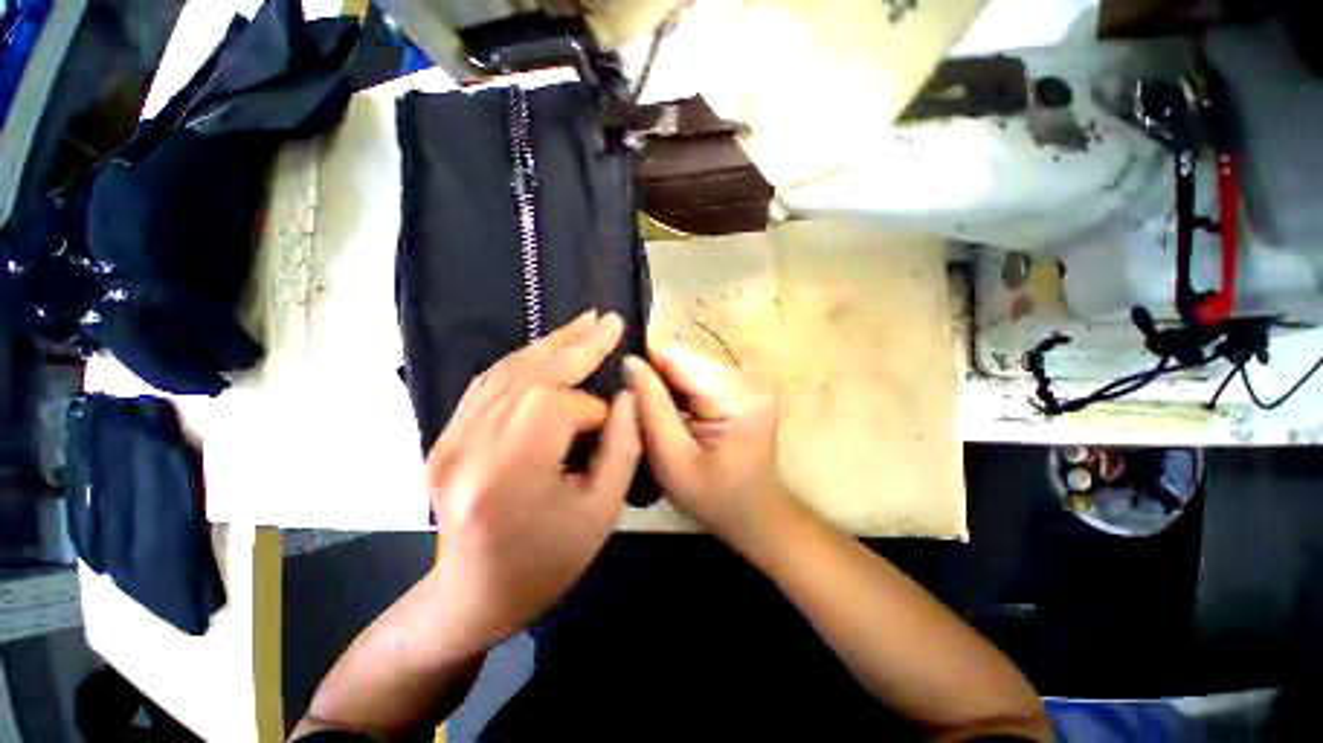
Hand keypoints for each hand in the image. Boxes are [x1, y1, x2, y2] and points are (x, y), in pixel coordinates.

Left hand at [425, 311, 639, 650]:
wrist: (472, 596)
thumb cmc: (545, 563)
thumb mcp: (601, 513)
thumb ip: (621, 448)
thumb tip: (627, 398)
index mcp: (507, 475)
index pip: (559, 408)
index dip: (595, 410)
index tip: (612, 426)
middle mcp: (469, 448)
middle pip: (531, 375)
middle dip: (577, 346)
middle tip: (608, 320)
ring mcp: (449, 440)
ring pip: (506, 372)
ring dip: (550, 344)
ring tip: (583, 324)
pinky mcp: (445, 437)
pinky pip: (487, 385)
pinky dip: (523, 361)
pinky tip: (546, 348)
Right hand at [625, 344, 783, 549]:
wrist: (755, 514)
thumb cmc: (712, 498)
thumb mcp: (671, 460)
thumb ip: (650, 407)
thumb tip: (630, 362)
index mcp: (738, 397)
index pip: (679, 357)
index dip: (646, 363)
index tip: (621, 381)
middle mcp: (749, 379)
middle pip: (686, 358)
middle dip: (657, 376)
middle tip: (636, 404)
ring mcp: (751, 380)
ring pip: (692, 364)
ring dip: (669, 383)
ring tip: (655, 409)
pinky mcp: (745, 386)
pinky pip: (702, 375)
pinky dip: (683, 389)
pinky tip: (675, 410)